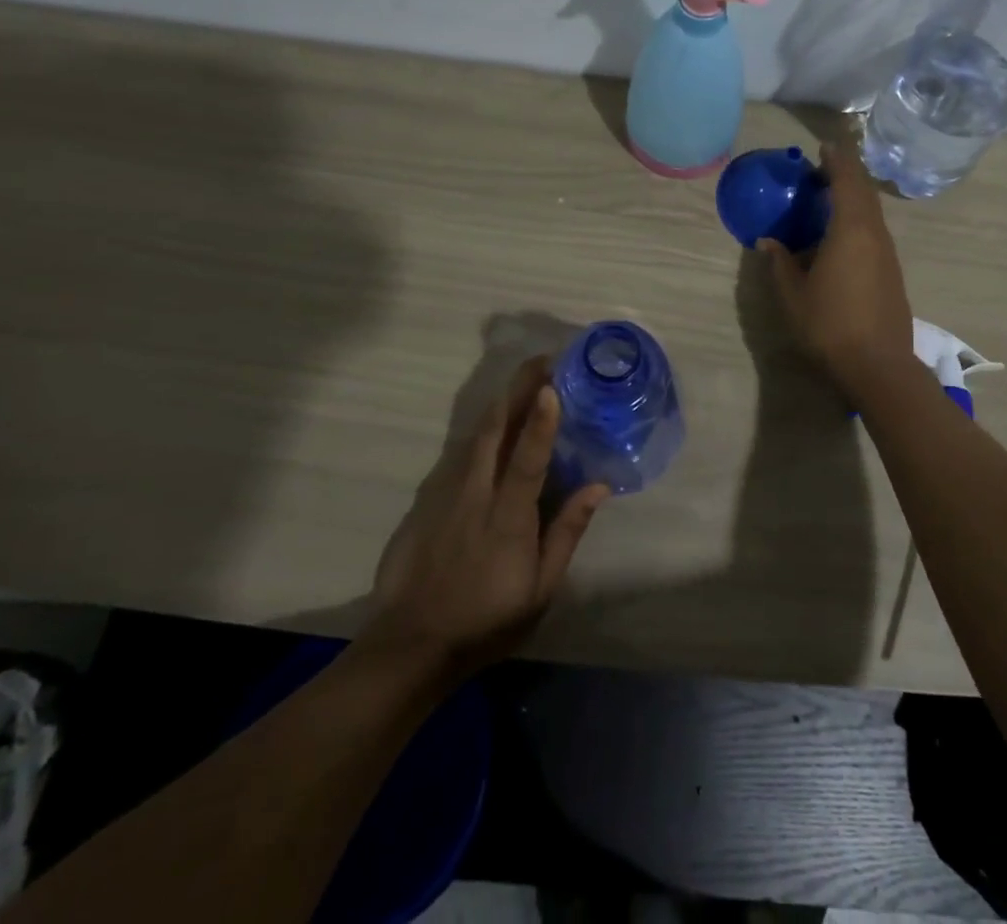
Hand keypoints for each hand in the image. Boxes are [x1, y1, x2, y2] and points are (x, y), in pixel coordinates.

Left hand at [361, 357, 607, 677]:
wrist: (409, 645)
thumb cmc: (486, 620)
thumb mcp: (540, 589)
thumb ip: (567, 532)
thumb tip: (597, 486)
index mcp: (507, 519)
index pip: (527, 460)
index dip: (541, 421)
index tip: (553, 385)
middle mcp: (474, 496)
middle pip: (494, 431)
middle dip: (518, 390)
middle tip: (542, 362)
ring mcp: (443, 495)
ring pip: (473, 437)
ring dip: (499, 405)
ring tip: (522, 383)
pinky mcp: (423, 501)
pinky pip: (455, 456)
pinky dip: (478, 434)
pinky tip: (490, 429)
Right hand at [759, 137, 914, 393]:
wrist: (878, 365)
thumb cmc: (829, 325)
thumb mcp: (793, 294)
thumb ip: (780, 263)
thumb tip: (768, 243)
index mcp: (851, 231)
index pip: (847, 181)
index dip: (836, 160)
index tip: (824, 146)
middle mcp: (874, 234)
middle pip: (864, 192)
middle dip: (846, 174)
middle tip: (823, 168)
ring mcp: (887, 254)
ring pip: (872, 213)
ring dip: (854, 197)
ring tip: (829, 197)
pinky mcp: (892, 272)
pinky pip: (875, 231)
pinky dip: (859, 219)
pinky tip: (842, 235)